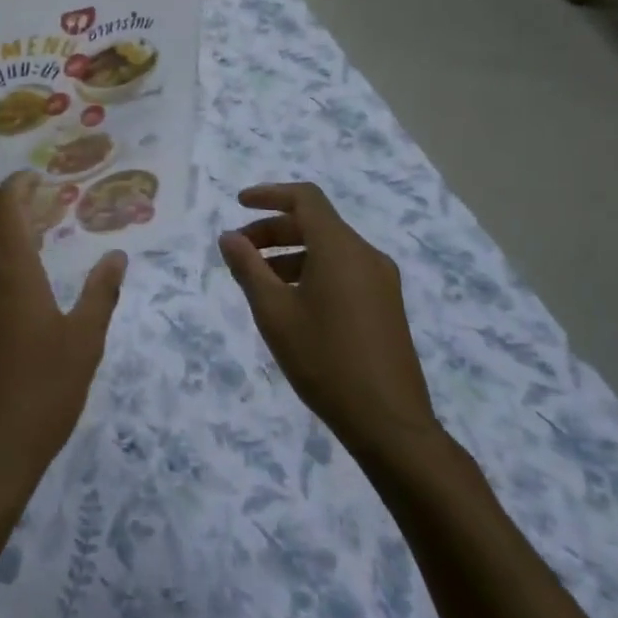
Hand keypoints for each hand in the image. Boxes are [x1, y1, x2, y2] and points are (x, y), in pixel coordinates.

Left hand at [0, 172, 127, 529]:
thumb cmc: (41, 396)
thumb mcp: (84, 345)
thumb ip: (101, 295)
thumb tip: (117, 257)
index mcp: (10, 274)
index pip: (4, 208)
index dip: (17, 185)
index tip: (36, 178)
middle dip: (0, 200)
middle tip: (33, 203)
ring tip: (31, 245)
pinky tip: (13, 296)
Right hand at [219, 182, 439, 465]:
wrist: (389, 423)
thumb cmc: (324, 360)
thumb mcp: (274, 313)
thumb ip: (248, 268)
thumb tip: (229, 237)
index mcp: (340, 249)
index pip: (305, 199)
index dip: (269, 194)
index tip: (238, 204)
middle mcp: (366, 255)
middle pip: (315, 223)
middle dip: (272, 230)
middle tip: (239, 251)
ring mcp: (381, 281)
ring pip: (329, 248)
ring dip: (289, 253)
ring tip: (258, 281)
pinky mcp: (386, 305)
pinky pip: (343, 270)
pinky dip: (311, 270)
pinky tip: (290, 302)